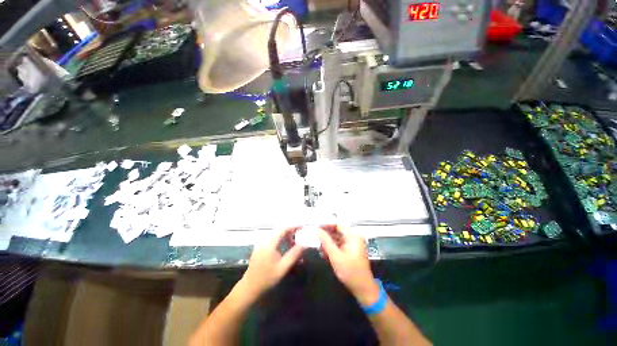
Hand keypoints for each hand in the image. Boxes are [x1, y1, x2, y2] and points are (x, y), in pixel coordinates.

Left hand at [240, 228, 304, 298]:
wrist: (249, 288)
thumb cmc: (267, 278)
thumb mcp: (283, 267)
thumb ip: (294, 254)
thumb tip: (305, 244)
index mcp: (270, 243)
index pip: (284, 229)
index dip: (294, 227)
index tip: (303, 228)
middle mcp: (265, 240)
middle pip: (280, 231)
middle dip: (292, 232)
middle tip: (301, 237)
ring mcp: (261, 244)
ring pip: (277, 235)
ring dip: (287, 237)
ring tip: (295, 243)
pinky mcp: (260, 248)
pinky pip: (273, 239)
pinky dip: (281, 240)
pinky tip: (286, 248)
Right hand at [317, 225, 379, 305]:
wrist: (363, 289)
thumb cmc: (350, 272)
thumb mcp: (336, 256)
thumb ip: (325, 241)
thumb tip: (315, 230)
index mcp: (353, 236)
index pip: (338, 225)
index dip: (327, 225)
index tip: (316, 227)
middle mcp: (353, 238)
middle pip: (337, 231)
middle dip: (326, 234)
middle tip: (315, 237)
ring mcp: (352, 244)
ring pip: (337, 238)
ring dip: (328, 242)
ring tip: (318, 246)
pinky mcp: (350, 251)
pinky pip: (339, 245)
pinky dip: (332, 247)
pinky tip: (324, 252)